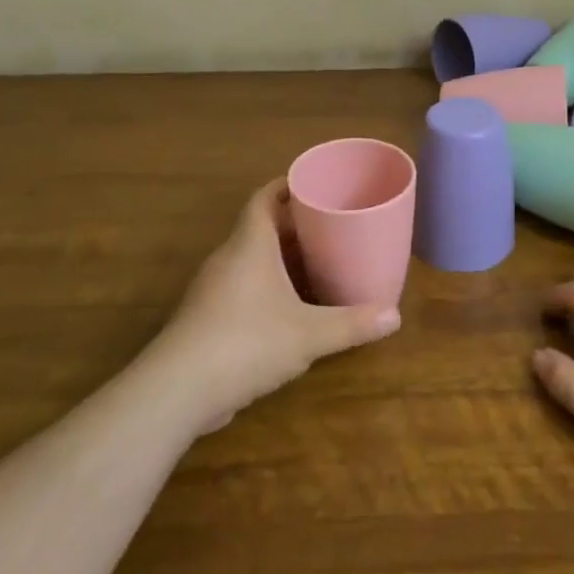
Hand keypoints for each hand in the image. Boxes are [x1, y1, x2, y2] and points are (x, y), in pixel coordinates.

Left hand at [151, 180, 400, 432]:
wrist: (178, 390)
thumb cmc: (247, 342)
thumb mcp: (308, 334)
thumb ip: (352, 324)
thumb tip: (395, 317)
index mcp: (249, 245)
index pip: (264, 198)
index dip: (286, 186)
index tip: (313, 183)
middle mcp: (228, 259)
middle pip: (259, 227)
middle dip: (292, 224)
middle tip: (329, 225)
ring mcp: (212, 289)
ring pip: (249, 259)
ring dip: (278, 257)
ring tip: (315, 262)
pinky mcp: (205, 319)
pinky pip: (240, 287)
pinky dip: (265, 286)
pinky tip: (287, 308)